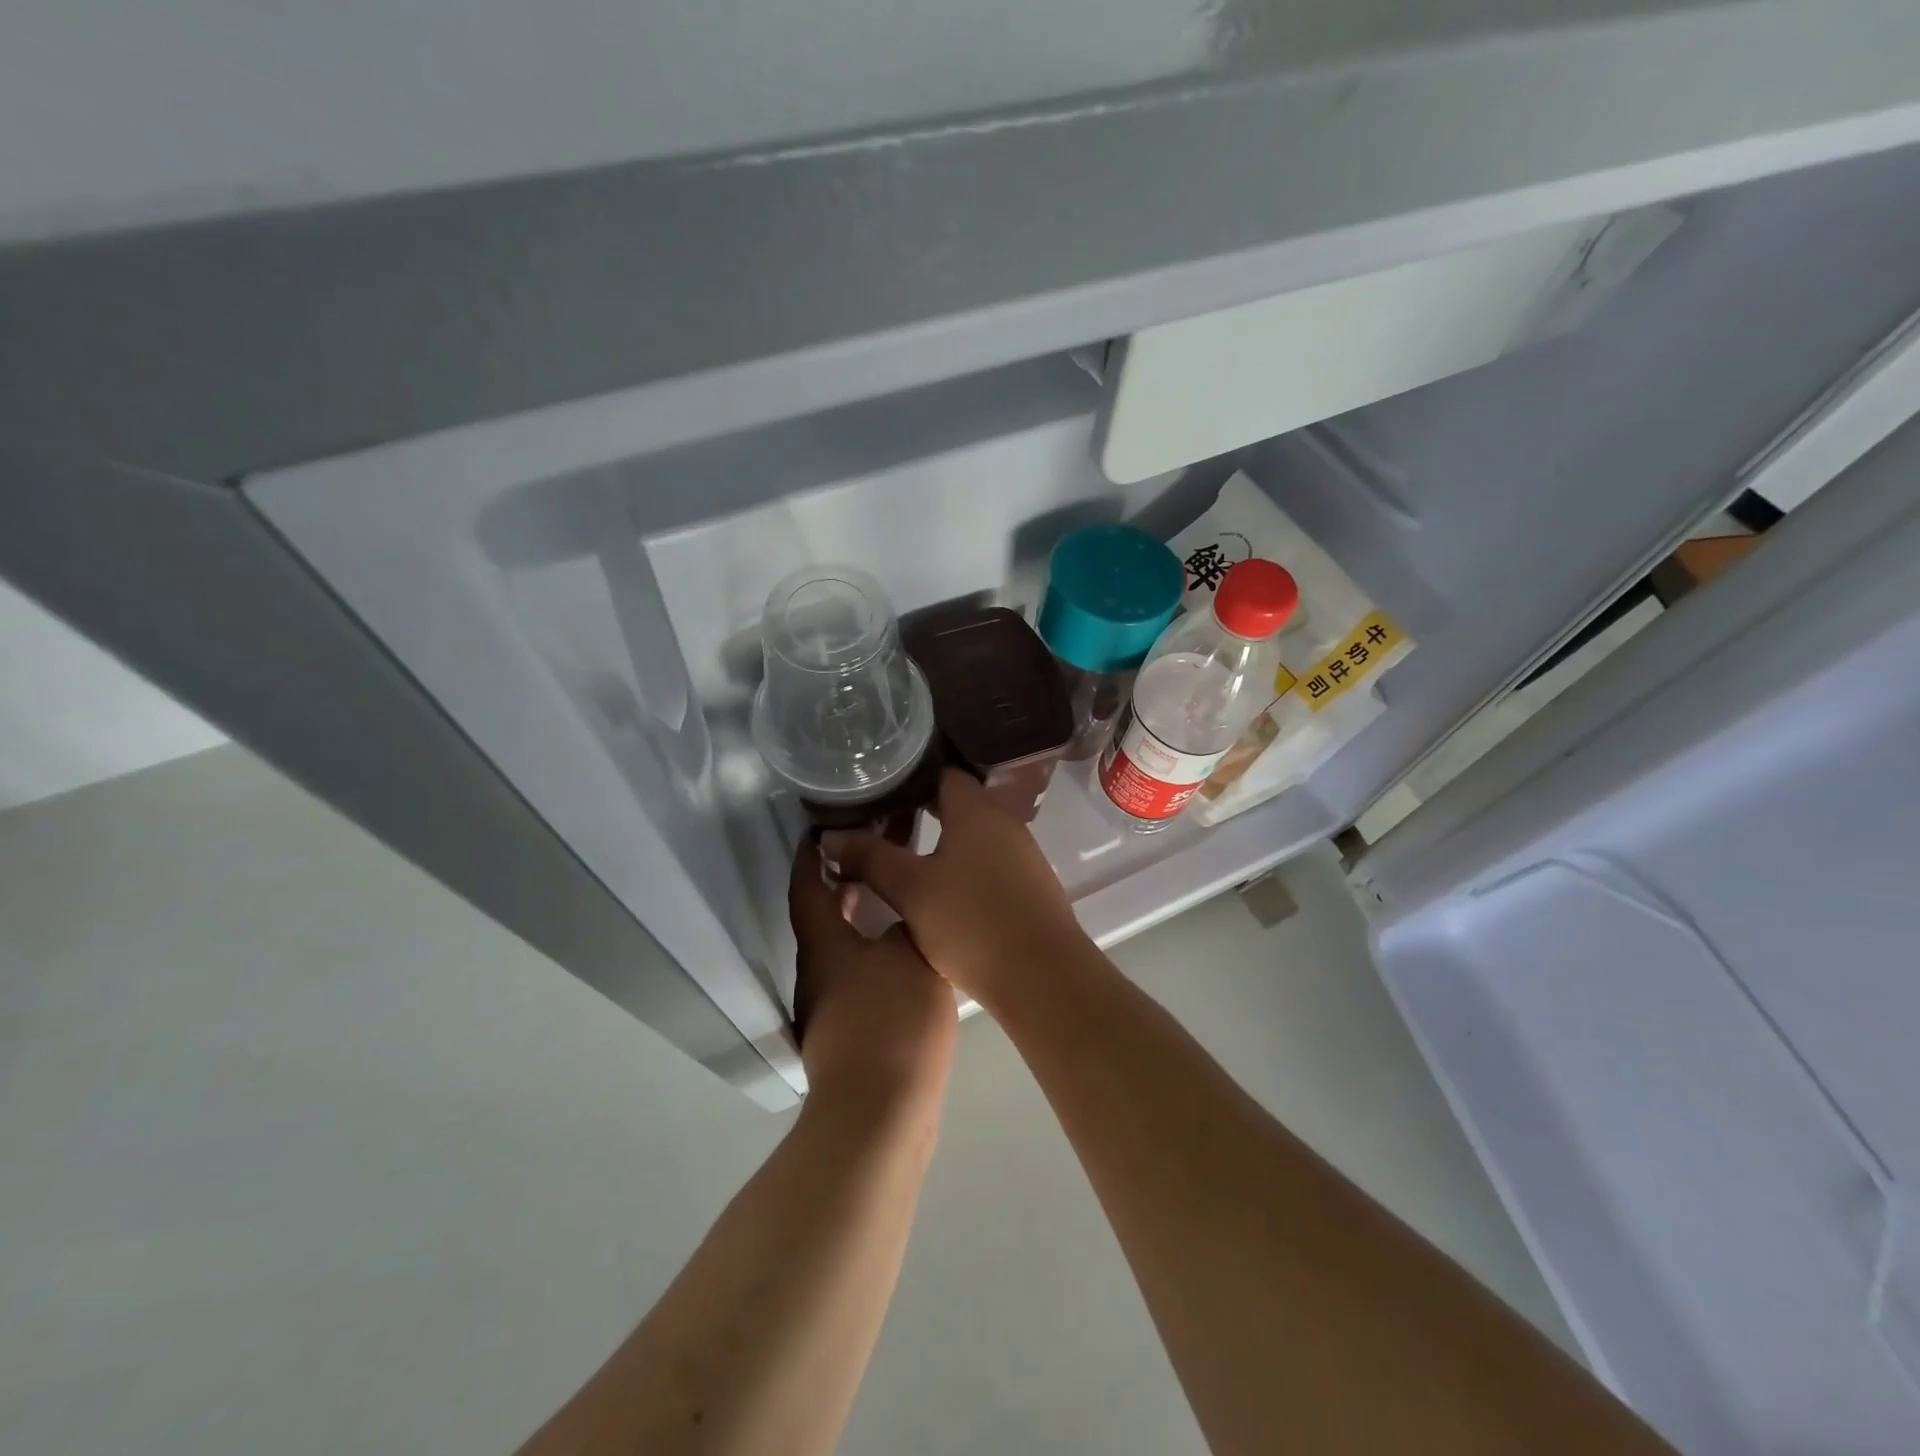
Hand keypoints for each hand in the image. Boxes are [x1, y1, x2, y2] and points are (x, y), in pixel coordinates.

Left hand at [789, 840, 957, 1115]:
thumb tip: (902, 913)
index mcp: (823, 945)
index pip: (807, 887)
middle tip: (881, 852)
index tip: (820, 828)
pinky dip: (879, 951)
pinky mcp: (853, 1033)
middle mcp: (819, 971)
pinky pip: (863, 974)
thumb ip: (905, 921)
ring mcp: (833, 1005)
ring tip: (902, 896)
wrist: (880, 1112)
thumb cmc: (890, 1019)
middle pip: (827, 915)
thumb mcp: (909, 953)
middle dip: (849, 882)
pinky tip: (912, 954)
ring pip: (847, 946)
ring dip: (867, 916)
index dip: (810, 857)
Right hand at [820, 769, 1091, 1011]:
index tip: (877, 789)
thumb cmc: (971, 921)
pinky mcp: (1030, 884)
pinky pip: (989, 859)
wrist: (1042, 975)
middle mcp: (1004, 821)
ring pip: (974, 833)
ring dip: (942, 840)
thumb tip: (830, 836)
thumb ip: (870, 858)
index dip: (908, 778)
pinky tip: (941, 888)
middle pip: (958, 802)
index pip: (942, 773)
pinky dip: (963, 863)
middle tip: (880, 821)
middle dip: (920, 810)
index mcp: (976, 810)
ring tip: (903, 854)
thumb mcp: (910, 890)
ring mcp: (1022, 853)